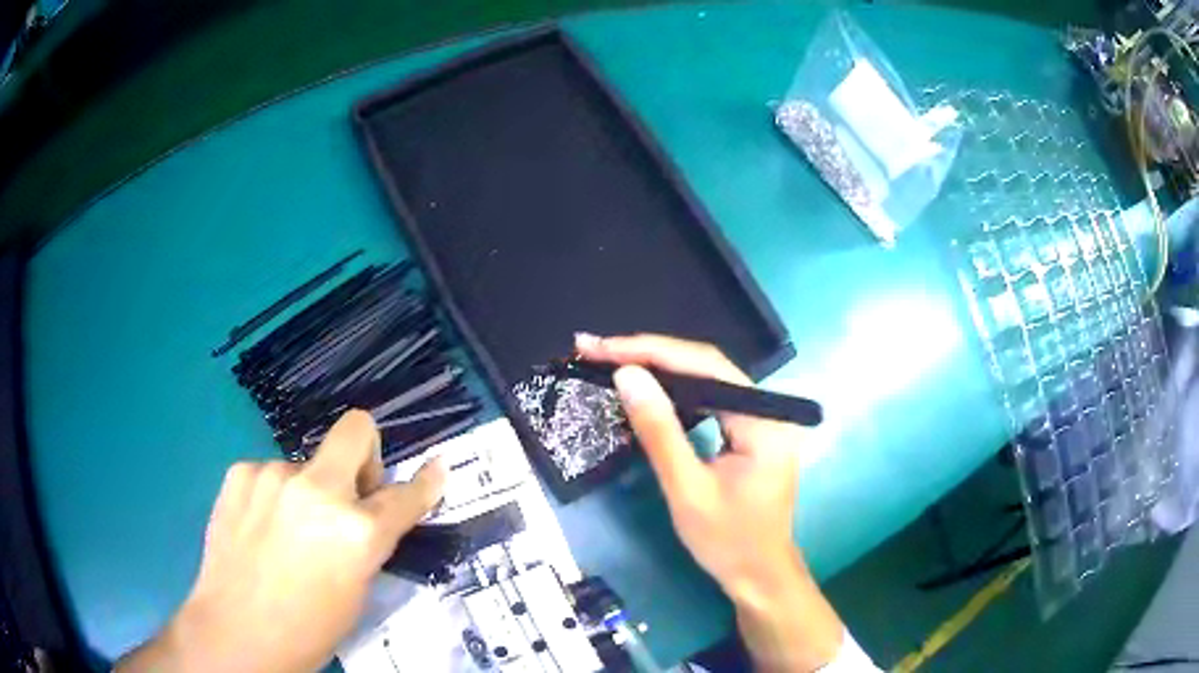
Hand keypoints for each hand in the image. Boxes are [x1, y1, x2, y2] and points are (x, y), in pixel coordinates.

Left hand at [117, 410, 444, 672]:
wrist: (236, 632)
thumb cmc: (308, 628)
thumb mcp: (356, 592)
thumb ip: (367, 543)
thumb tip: (375, 516)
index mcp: (357, 532)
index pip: (406, 495)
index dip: (426, 483)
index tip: (435, 468)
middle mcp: (318, 491)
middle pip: (356, 429)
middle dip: (366, 452)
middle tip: (352, 491)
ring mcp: (273, 475)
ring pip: (306, 466)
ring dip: (308, 491)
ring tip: (288, 532)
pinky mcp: (240, 473)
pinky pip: (270, 474)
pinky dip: (274, 494)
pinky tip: (260, 526)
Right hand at [575, 333, 843, 671]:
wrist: (758, 576)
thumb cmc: (727, 542)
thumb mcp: (687, 490)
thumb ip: (660, 432)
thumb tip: (627, 375)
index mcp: (764, 421)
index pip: (706, 366)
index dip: (651, 351)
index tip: (602, 348)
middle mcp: (768, 409)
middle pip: (706, 365)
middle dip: (649, 354)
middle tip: (595, 350)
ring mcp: (761, 418)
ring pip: (705, 377)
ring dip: (658, 368)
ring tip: (610, 360)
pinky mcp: (749, 430)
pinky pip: (708, 398)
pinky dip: (674, 391)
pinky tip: (646, 387)